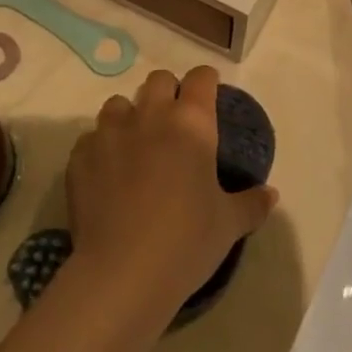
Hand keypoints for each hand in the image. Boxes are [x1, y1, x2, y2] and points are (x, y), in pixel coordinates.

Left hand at [68, 65, 277, 312]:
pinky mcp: (80, 156)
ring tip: (136, 146)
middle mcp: (150, 115)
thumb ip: (252, 203)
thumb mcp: (229, 224)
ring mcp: (110, 133)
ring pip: (119, 103)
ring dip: (130, 116)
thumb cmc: (187, 241)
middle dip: (168, 93)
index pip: (202, 78)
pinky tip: (107, 175)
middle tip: (174, 125)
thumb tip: (270, 194)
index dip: (206, 84)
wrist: (122, 273)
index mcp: (192, 123)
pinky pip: (91, 138)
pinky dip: (101, 149)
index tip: (209, 99)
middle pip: (159, 80)